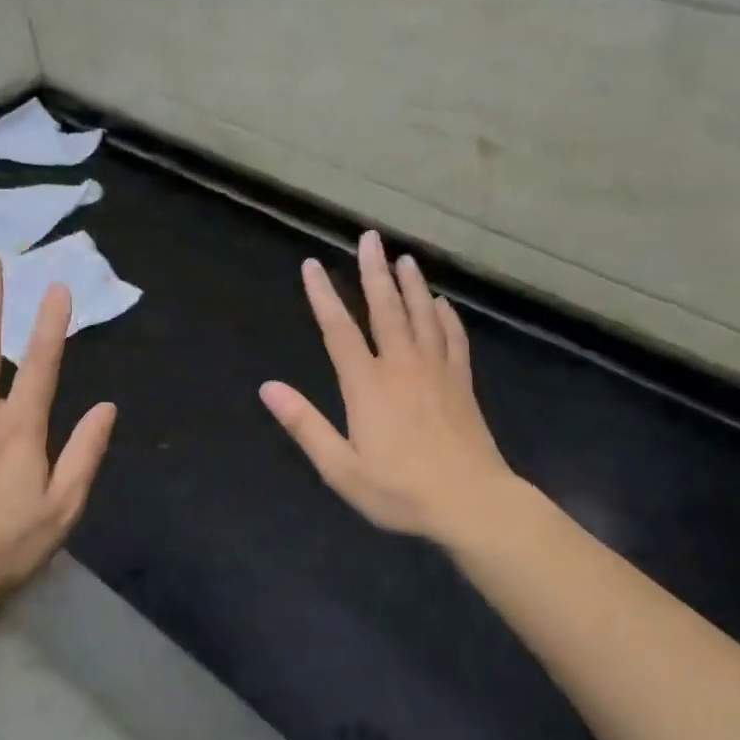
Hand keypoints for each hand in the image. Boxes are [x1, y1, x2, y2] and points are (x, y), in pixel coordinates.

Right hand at [260, 231, 514, 544]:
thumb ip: (305, 425)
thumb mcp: (341, 468)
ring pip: (422, 315)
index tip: (311, 265)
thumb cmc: (401, 490)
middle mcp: (402, 366)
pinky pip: (454, 339)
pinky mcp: (462, 383)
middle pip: (385, 309)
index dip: (322, 295)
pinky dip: (446, 317)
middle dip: (374, 271)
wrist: (471, 502)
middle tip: (370, 238)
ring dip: (411, 285)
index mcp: (367, 385)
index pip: (338, 330)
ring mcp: (437, 371)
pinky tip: (443, 303)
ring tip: (405, 258)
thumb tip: (268, 388)